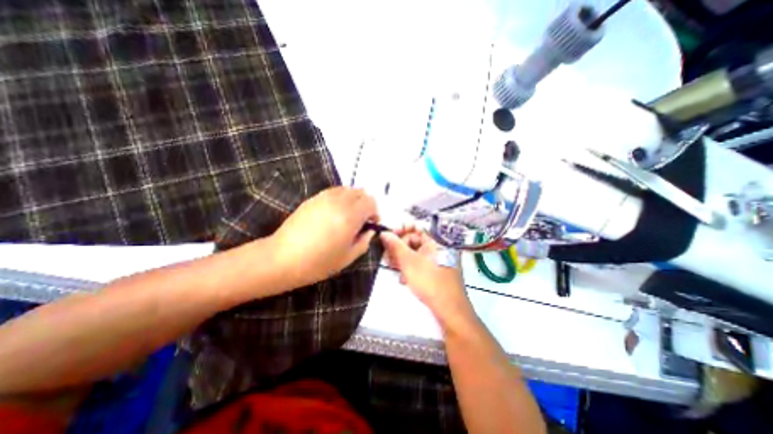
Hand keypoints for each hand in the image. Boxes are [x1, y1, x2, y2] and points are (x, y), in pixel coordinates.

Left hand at [271, 187, 378, 288]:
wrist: (283, 258)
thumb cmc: (319, 262)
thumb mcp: (348, 257)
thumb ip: (364, 241)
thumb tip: (369, 230)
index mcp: (350, 216)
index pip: (371, 202)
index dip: (375, 212)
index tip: (371, 223)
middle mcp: (339, 202)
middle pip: (360, 192)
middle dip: (365, 204)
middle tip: (361, 219)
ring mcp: (324, 198)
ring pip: (347, 189)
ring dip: (353, 199)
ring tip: (348, 215)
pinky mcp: (312, 199)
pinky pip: (333, 191)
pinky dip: (340, 198)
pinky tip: (334, 213)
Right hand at [380, 228, 471, 324]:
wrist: (449, 309)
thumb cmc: (429, 281)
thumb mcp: (408, 262)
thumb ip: (395, 245)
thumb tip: (384, 233)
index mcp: (434, 240)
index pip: (416, 227)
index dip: (401, 229)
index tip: (388, 235)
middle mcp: (437, 248)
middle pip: (414, 241)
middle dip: (399, 248)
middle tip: (387, 256)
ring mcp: (437, 260)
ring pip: (415, 254)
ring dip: (402, 260)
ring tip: (393, 268)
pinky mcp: (435, 272)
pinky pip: (420, 264)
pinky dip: (410, 268)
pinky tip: (403, 278)